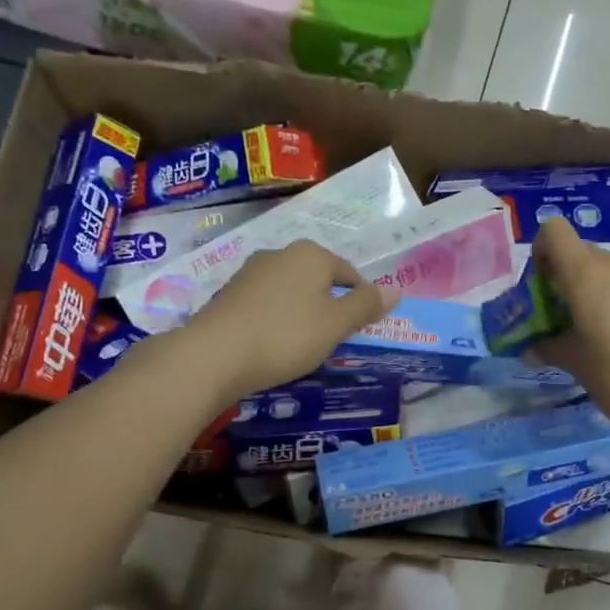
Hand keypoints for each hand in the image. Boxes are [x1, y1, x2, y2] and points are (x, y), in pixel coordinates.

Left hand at [184, 240, 398, 400]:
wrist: (213, 355)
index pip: (350, 273)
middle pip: (318, 279)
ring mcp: (250, 272)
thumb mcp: (335, 324)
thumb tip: (396, 290)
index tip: (363, 328)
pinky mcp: (229, 293)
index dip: (362, 300)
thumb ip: (366, 306)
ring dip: (302, 312)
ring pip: (291, 291)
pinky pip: (266, 303)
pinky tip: (273, 343)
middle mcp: (280, 254)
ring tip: (304, 344)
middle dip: (330, 304)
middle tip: (335, 338)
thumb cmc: (285, 336)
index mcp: (311, 255)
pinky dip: (276, 319)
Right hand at [532, 219, 609, 436]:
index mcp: (586, 275)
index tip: (543, 285)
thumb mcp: (575, 364)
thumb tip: (532, 350)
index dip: (543, 250)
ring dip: (603, 292)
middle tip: (568, 314)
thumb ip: (550, 349)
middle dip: (570, 276)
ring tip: (604, 332)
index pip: (555, 231)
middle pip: (585, 253)